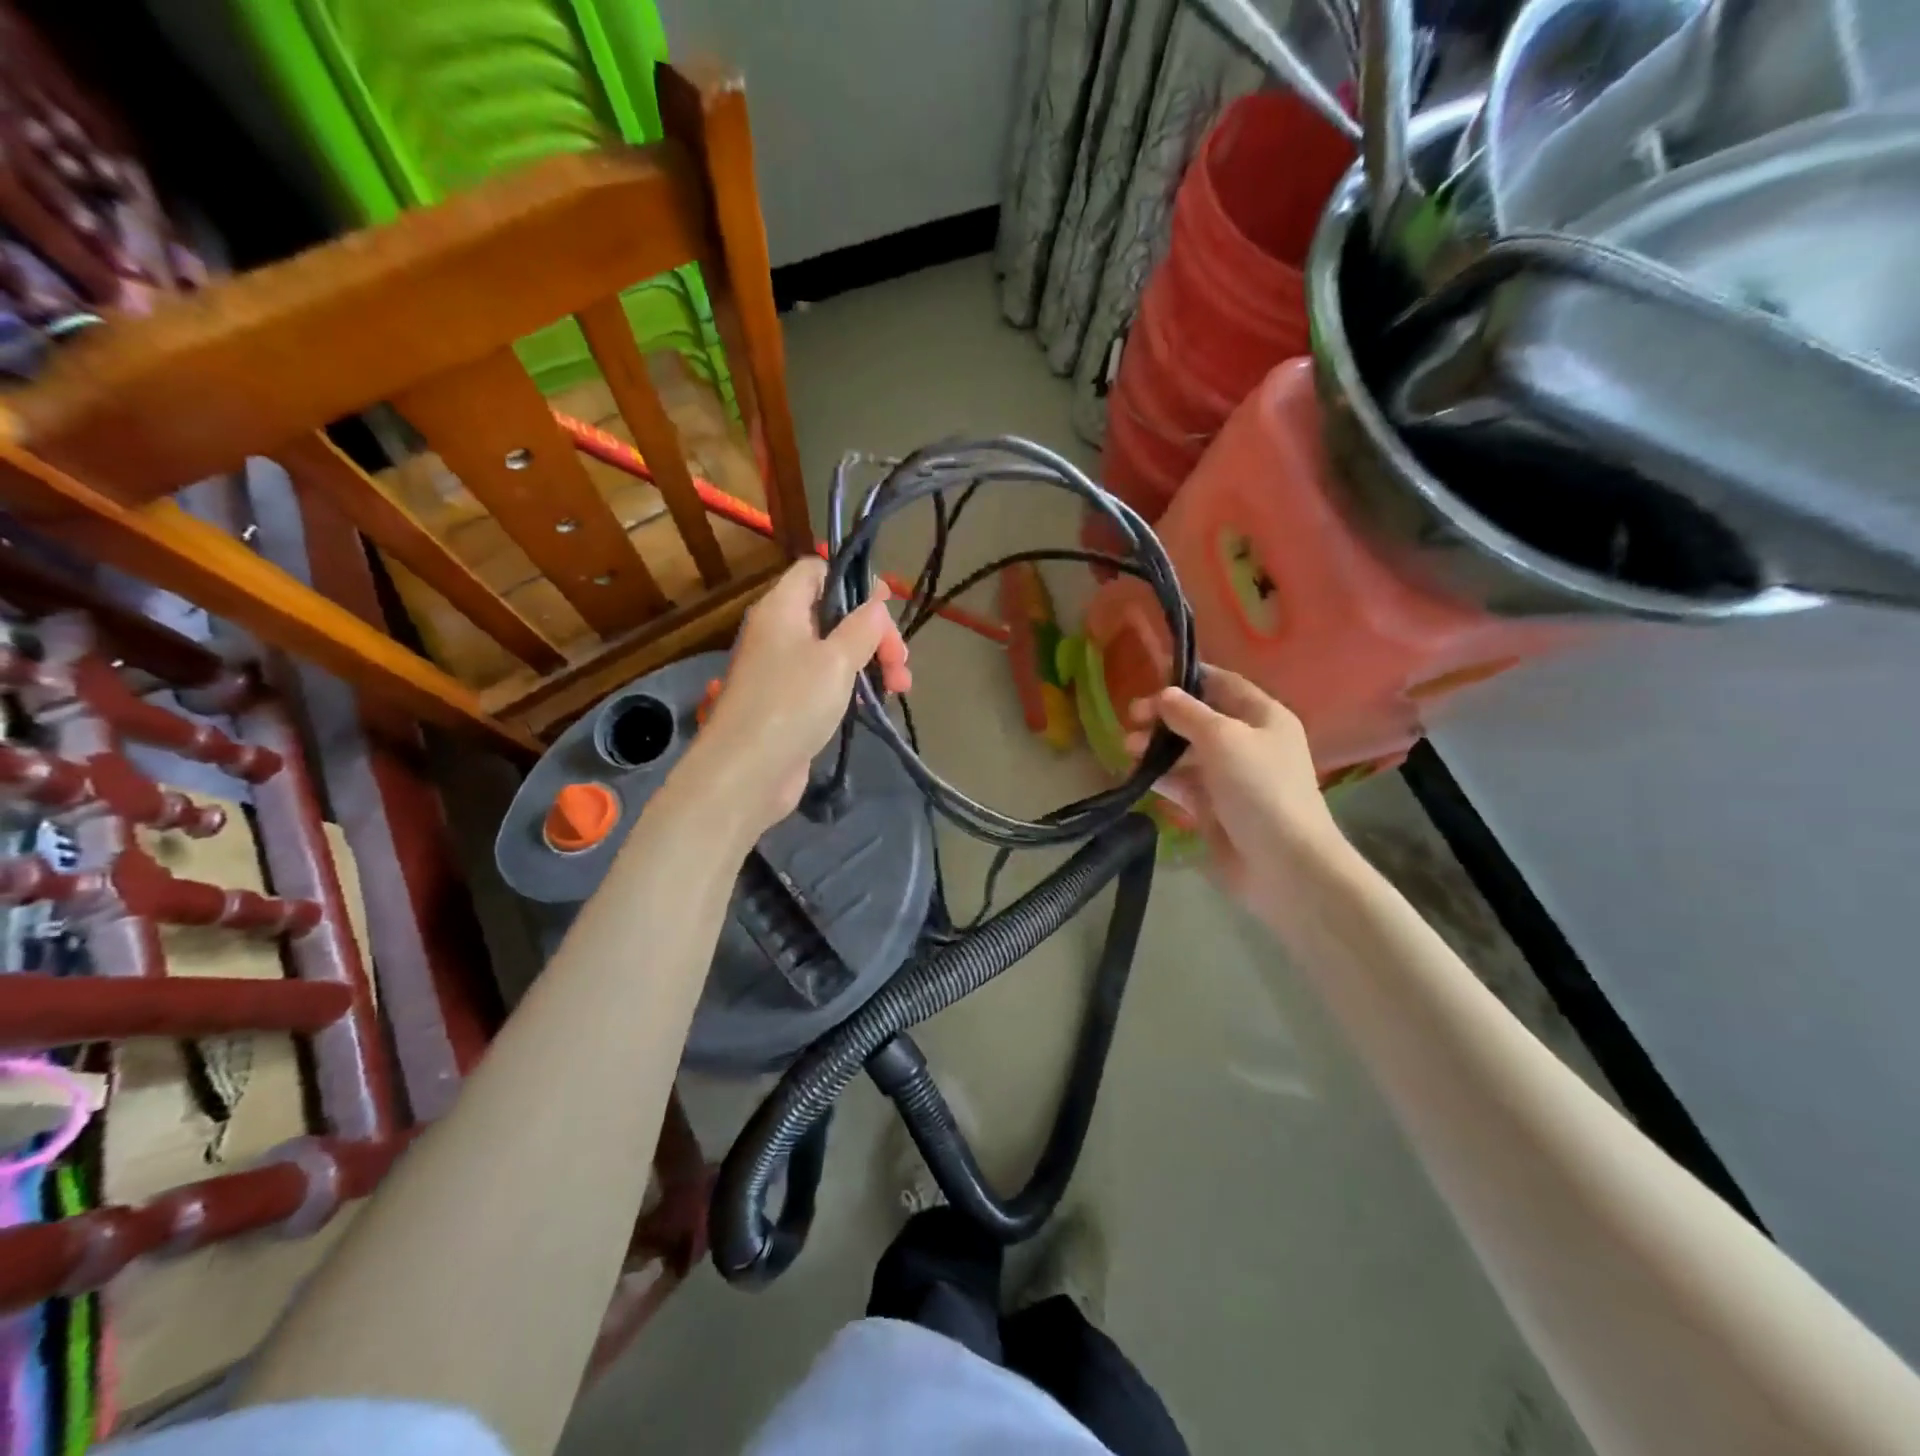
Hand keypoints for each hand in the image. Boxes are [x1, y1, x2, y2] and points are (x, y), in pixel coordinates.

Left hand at [674, 558, 910, 836]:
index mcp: (782, 608)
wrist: (747, 772)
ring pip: (835, 652)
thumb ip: (862, 627)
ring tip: (899, 688)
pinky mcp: (790, 704)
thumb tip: (876, 604)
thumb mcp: (837, 659)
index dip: (853, 580)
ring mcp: (783, 670)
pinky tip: (872, 706)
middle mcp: (780, 633)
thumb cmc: (792, 703)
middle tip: (900, 662)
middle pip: (834, 614)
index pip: (816, 571)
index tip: (887, 605)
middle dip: (874, 634)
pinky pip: (827, 683)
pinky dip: (852, 688)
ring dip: (870, 663)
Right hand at [1126, 667, 1346, 904]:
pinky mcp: (1213, 808)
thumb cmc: (1259, 788)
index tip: (1150, 676)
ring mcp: (1230, 777)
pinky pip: (1182, 783)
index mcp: (1263, 717)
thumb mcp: (1223, 738)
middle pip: (1199, 719)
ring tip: (1128, 749)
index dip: (1189, 677)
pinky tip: (1136, 774)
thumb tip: (1164, 695)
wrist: (1282, 863)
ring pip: (1186, 752)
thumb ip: (1188, 712)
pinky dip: (1160, 776)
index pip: (1222, 684)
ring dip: (1157, 747)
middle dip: (1164, 716)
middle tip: (1132, 719)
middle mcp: (1248, 742)